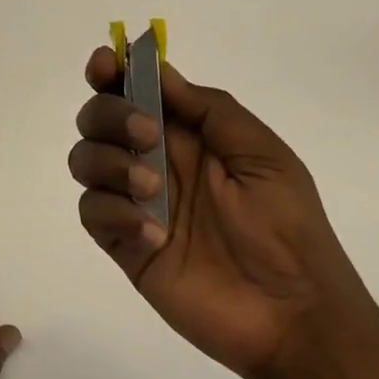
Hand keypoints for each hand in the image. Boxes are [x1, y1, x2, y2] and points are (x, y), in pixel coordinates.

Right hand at [68, 49, 369, 378]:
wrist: (292, 315)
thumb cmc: (288, 227)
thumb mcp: (263, 154)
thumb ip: (210, 110)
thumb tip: (160, 72)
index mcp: (189, 134)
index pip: (136, 90)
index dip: (112, 72)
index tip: (104, 64)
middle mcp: (155, 160)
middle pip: (98, 118)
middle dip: (110, 114)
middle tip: (147, 133)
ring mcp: (135, 202)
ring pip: (86, 160)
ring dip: (109, 161)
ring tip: (152, 189)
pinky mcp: (125, 244)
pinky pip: (92, 212)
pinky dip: (114, 213)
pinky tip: (153, 233)